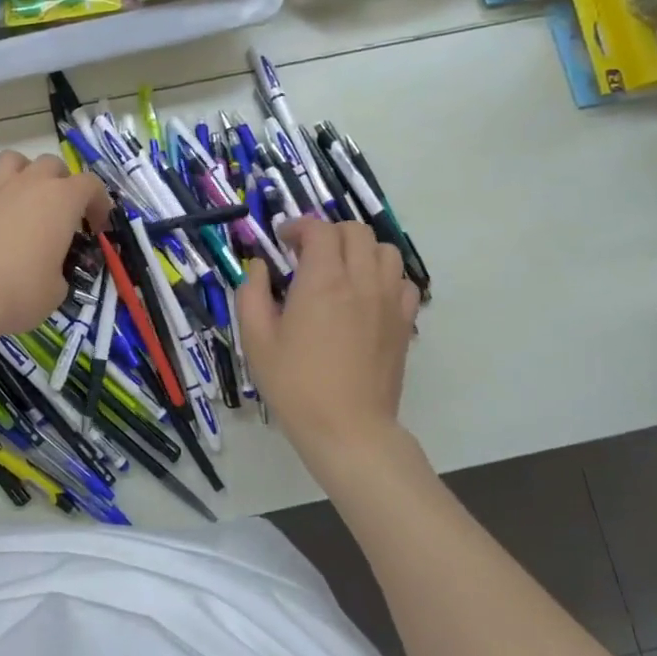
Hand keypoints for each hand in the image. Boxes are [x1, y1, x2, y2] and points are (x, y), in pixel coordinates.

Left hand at [0, 151, 110, 343]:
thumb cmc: (22, 293)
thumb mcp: (58, 289)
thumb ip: (59, 269)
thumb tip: (50, 270)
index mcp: (61, 201)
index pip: (90, 185)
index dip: (98, 203)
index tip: (96, 227)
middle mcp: (27, 185)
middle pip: (51, 163)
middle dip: (61, 181)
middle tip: (61, 211)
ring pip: (9, 159)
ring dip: (20, 169)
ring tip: (22, 190)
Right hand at [236, 217, 420, 473]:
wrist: (348, 428)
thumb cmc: (295, 385)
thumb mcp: (256, 340)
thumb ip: (251, 294)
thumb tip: (259, 267)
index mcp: (323, 281)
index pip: (319, 230)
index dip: (299, 227)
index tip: (283, 241)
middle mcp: (361, 281)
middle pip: (355, 231)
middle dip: (329, 233)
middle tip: (307, 254)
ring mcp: (388, 301)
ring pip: (385, 250)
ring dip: (360, 250)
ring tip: (340, 270)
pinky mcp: (404, 322)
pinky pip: (403, 281)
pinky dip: (385, 276)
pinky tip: (366, 295)